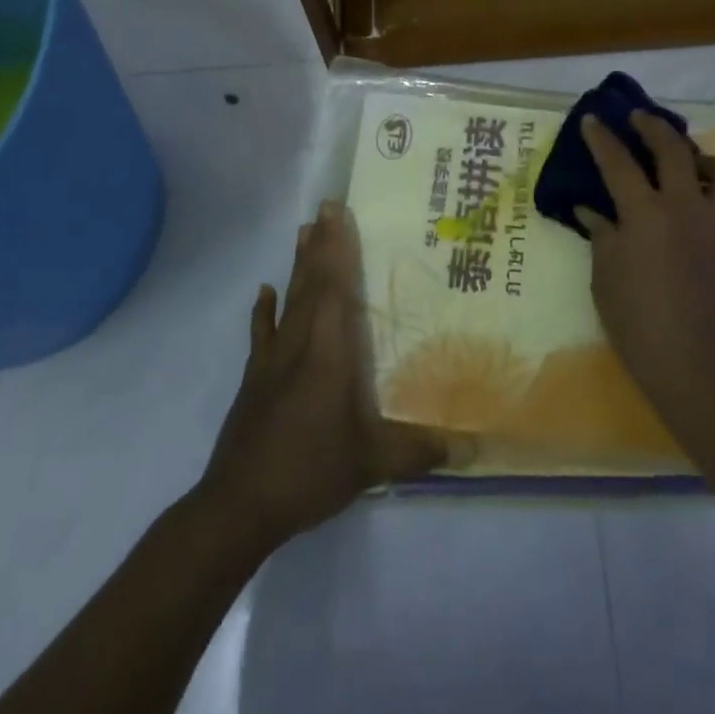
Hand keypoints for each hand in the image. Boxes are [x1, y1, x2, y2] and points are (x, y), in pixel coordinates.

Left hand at [199, 201, 448, 553]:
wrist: (238, 506)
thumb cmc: (310, 471)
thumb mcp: (373, 463)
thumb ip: (422, 451)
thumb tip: (476, 449)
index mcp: (328, 353)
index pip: (335, 289)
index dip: (339, 249)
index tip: (339, 213)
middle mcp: (299, 344)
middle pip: (311, 283)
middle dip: (321, 243)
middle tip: (325, 206)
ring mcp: (272, 360)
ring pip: (288, 300)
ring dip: (297, 265)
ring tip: (302, 231)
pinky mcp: (254, 379)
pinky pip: (262, 333)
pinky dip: (264, 310)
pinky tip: (264, 292)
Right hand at [577, 114, 714, 438]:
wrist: (703, 368)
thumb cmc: (641, 327)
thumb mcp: (605, 281)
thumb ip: (601, 237)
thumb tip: (591, 210)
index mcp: (645, 215)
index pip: (618, 163)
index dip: (602, 139)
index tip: (593, 119)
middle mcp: (686, 206)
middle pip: (671, 149)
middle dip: (651, 127)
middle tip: (638, 118)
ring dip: (701, 156)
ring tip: (688, 162)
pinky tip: (709, 199)